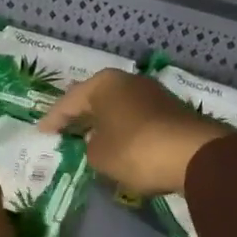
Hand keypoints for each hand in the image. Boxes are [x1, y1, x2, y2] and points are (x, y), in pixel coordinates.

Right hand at [39, 70, 230, 196]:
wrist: (195, 155)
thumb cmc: (135, 150)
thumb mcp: (99, 155)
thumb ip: (90, 147)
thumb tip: (98, 142)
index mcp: (104, 84)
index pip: (69, 101)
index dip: (53, 119)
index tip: (41, 131)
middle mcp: (128, 81)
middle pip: (95, 98)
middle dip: (80, 114)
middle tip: (62, 128)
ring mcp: (153, 94)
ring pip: (118, 107)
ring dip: (104, 122)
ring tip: (88, 137)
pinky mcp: (171, 111)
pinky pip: (136, 118)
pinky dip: (124, 129)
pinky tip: (118, 143)